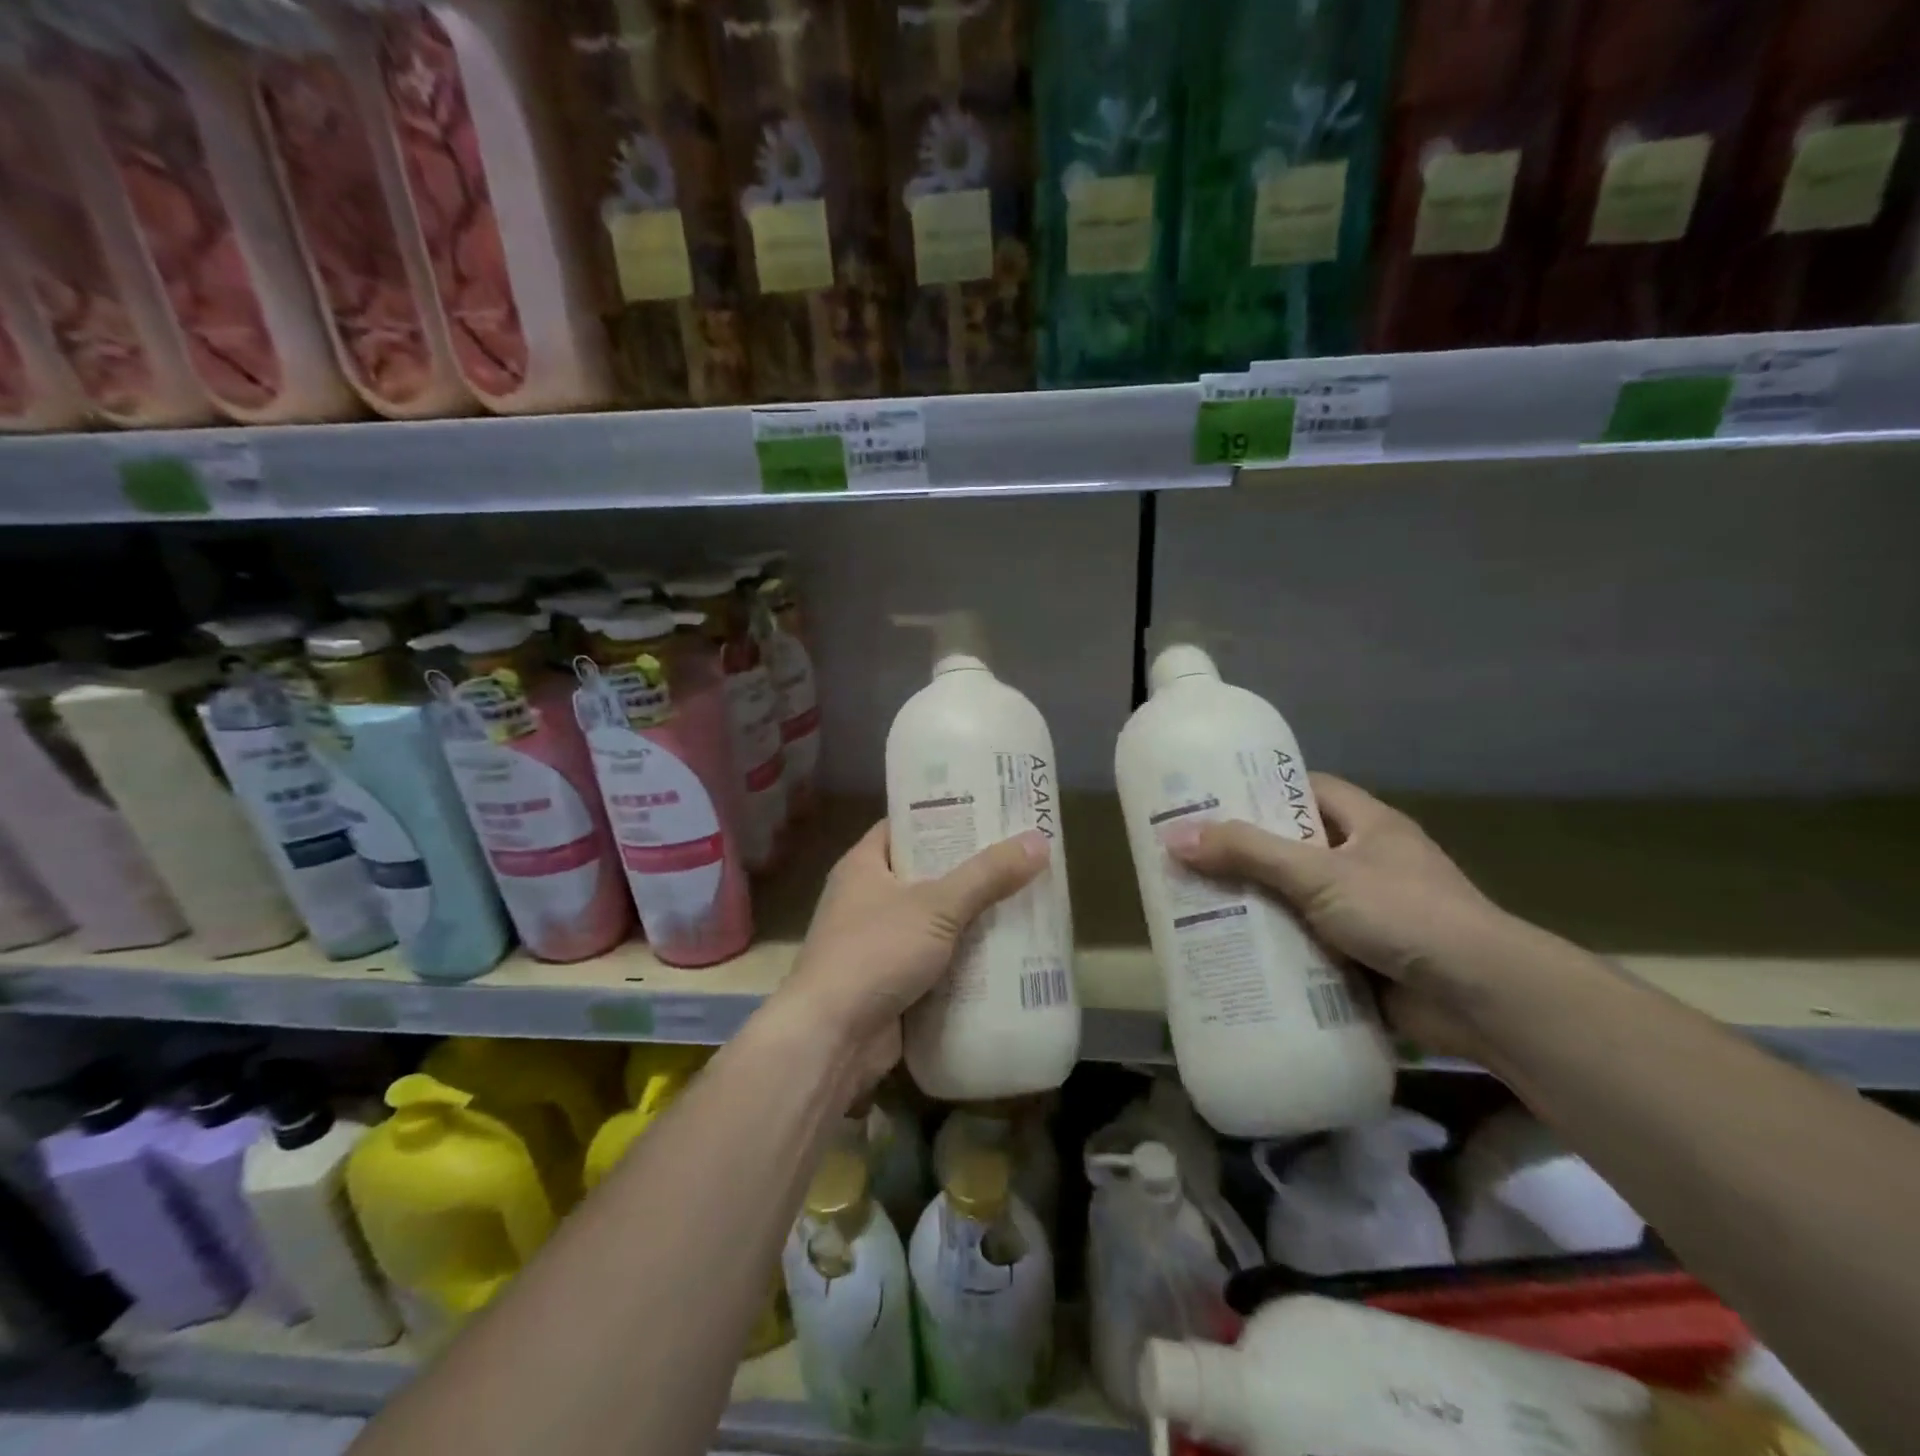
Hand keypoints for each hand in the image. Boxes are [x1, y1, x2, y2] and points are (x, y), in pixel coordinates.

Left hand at [772, 822, 1047, 1092]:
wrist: (831, 1039)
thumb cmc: (875, 953)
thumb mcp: (935, 906)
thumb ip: (987, 875)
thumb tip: (1039, 840)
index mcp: (864, 866)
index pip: (905, 826)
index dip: (944, 816)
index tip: (988, 811)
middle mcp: (867, 899)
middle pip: (927, 873)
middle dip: (970, 870)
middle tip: (1019, 857)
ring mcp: (879, 943)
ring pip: (935, 920)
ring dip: (972, 918)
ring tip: (1024, 900)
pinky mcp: (892, 982)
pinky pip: (936, 960)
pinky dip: (965, 959)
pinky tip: (1007, 953)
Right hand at [1165, 774, 1517, 1057]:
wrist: (1484, 1000)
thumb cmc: (1405, 914)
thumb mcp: (1319, 874)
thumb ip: (1248, 854)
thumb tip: (1174, 838)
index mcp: (1367, 825)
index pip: (1306, 790)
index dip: (1260, 791)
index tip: (1210, 799)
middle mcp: (1366, 862)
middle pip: (1292, 848)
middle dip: (1243, 855)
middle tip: (1187, 858)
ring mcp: (1364, 912)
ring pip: (1294, 899)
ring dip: (1254, 905)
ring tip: (1193, 905)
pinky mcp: (1360, 957)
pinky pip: (1304, 943)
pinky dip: (1274, 947)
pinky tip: (1230, 952)